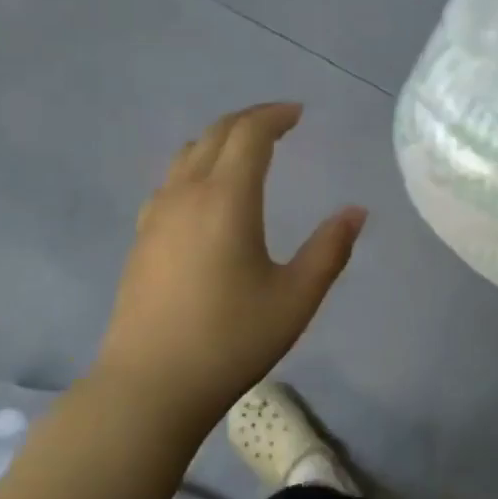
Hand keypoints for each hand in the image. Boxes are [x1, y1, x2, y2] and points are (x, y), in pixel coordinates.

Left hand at [91, 103, 366, 430]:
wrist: (151, 385)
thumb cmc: (231, 340)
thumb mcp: (296, 298)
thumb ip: (330, 250)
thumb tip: (356, 212)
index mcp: (226, 199)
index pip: (249, 134)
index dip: (275, 116)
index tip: (299, 113)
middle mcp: (186, 194)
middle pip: (215, 134)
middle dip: (249, 120)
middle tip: (279, 122)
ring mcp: (156, 216)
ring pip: (187, 154)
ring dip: (220, 140)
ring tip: (246, 150)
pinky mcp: (141, 239)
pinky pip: (171, 181)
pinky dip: (197, 165)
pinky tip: (207, 193)